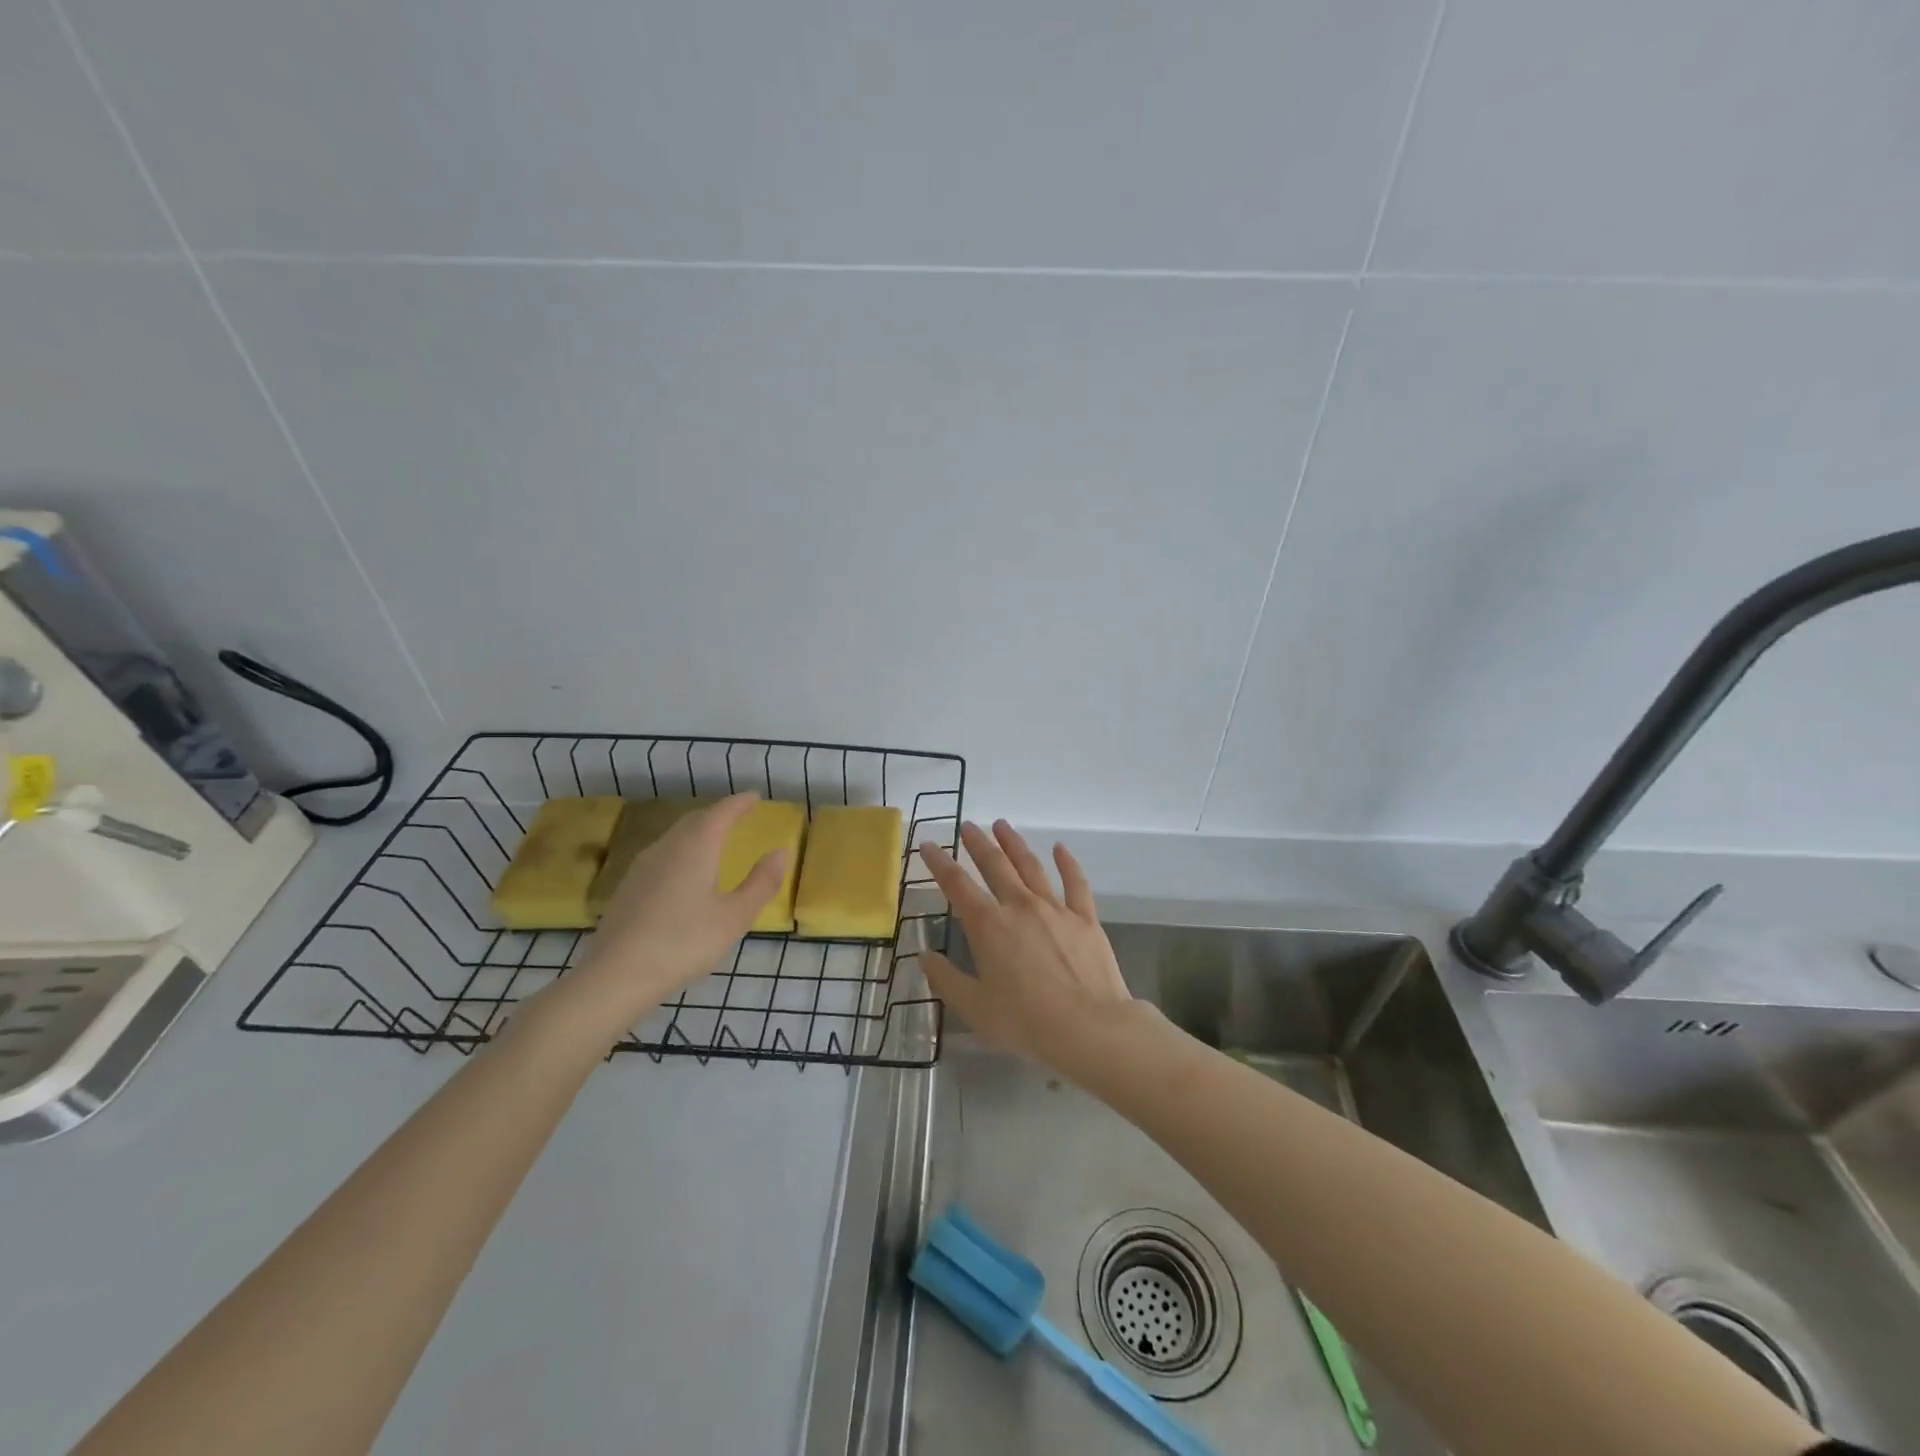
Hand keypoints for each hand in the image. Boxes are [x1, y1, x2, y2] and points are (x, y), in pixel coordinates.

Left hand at [562, 794, 786, 1029]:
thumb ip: (761, 882)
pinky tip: (683, 874)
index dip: (739, 803)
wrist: (615, 977)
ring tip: (714, 841)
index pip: (721, 813)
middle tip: (737, 816)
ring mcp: (641, 867)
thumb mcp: (735, 917)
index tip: (754, 797)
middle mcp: (667, 848)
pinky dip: (681, 852)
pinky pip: (661, 856)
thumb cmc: (685, 943)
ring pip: (675, 838)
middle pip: (694, 820)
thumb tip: (780, 852)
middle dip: (717, 814)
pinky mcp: (627, 889)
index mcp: (696, 847)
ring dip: (697, 832)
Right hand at [917, 821, 1133, 1067]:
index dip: (939, 863)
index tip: (928, 845)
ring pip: (1031, 866)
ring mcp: (1055, 909)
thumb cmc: (1025, 1022)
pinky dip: (1067, 862)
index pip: (957, 884)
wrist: (1089, 1028)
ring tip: (1002, 825)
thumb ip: (946, 979)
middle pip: (995, 865)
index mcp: (988, 925)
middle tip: (967, 825)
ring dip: (1014, 843)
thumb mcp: (974, 1007)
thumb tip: (924, 955)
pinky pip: (1075, 882)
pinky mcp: (1085, 918)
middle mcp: (1019, 906)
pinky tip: (1059, 848)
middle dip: (978, 843)